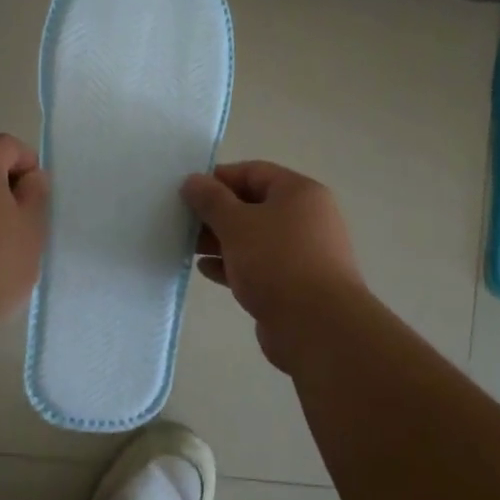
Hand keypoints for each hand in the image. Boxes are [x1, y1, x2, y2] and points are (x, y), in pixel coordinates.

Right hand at [181, 161, 365, 371]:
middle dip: (216, 213)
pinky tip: (206, 270)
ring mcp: (301, 253)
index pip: (254, 172)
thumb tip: (193, 180)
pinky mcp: (294, 284)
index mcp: (299, 193)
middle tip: (182, 221)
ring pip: (253, 238)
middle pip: (253, 205)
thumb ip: (211, 200)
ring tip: (187, 246)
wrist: (317, 326)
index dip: (219, 178)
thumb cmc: (277, 262)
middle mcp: (306, 218)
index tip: (188, 191)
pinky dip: (232, 264)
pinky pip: (258, 266)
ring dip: (220, 240)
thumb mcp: (237, 224)